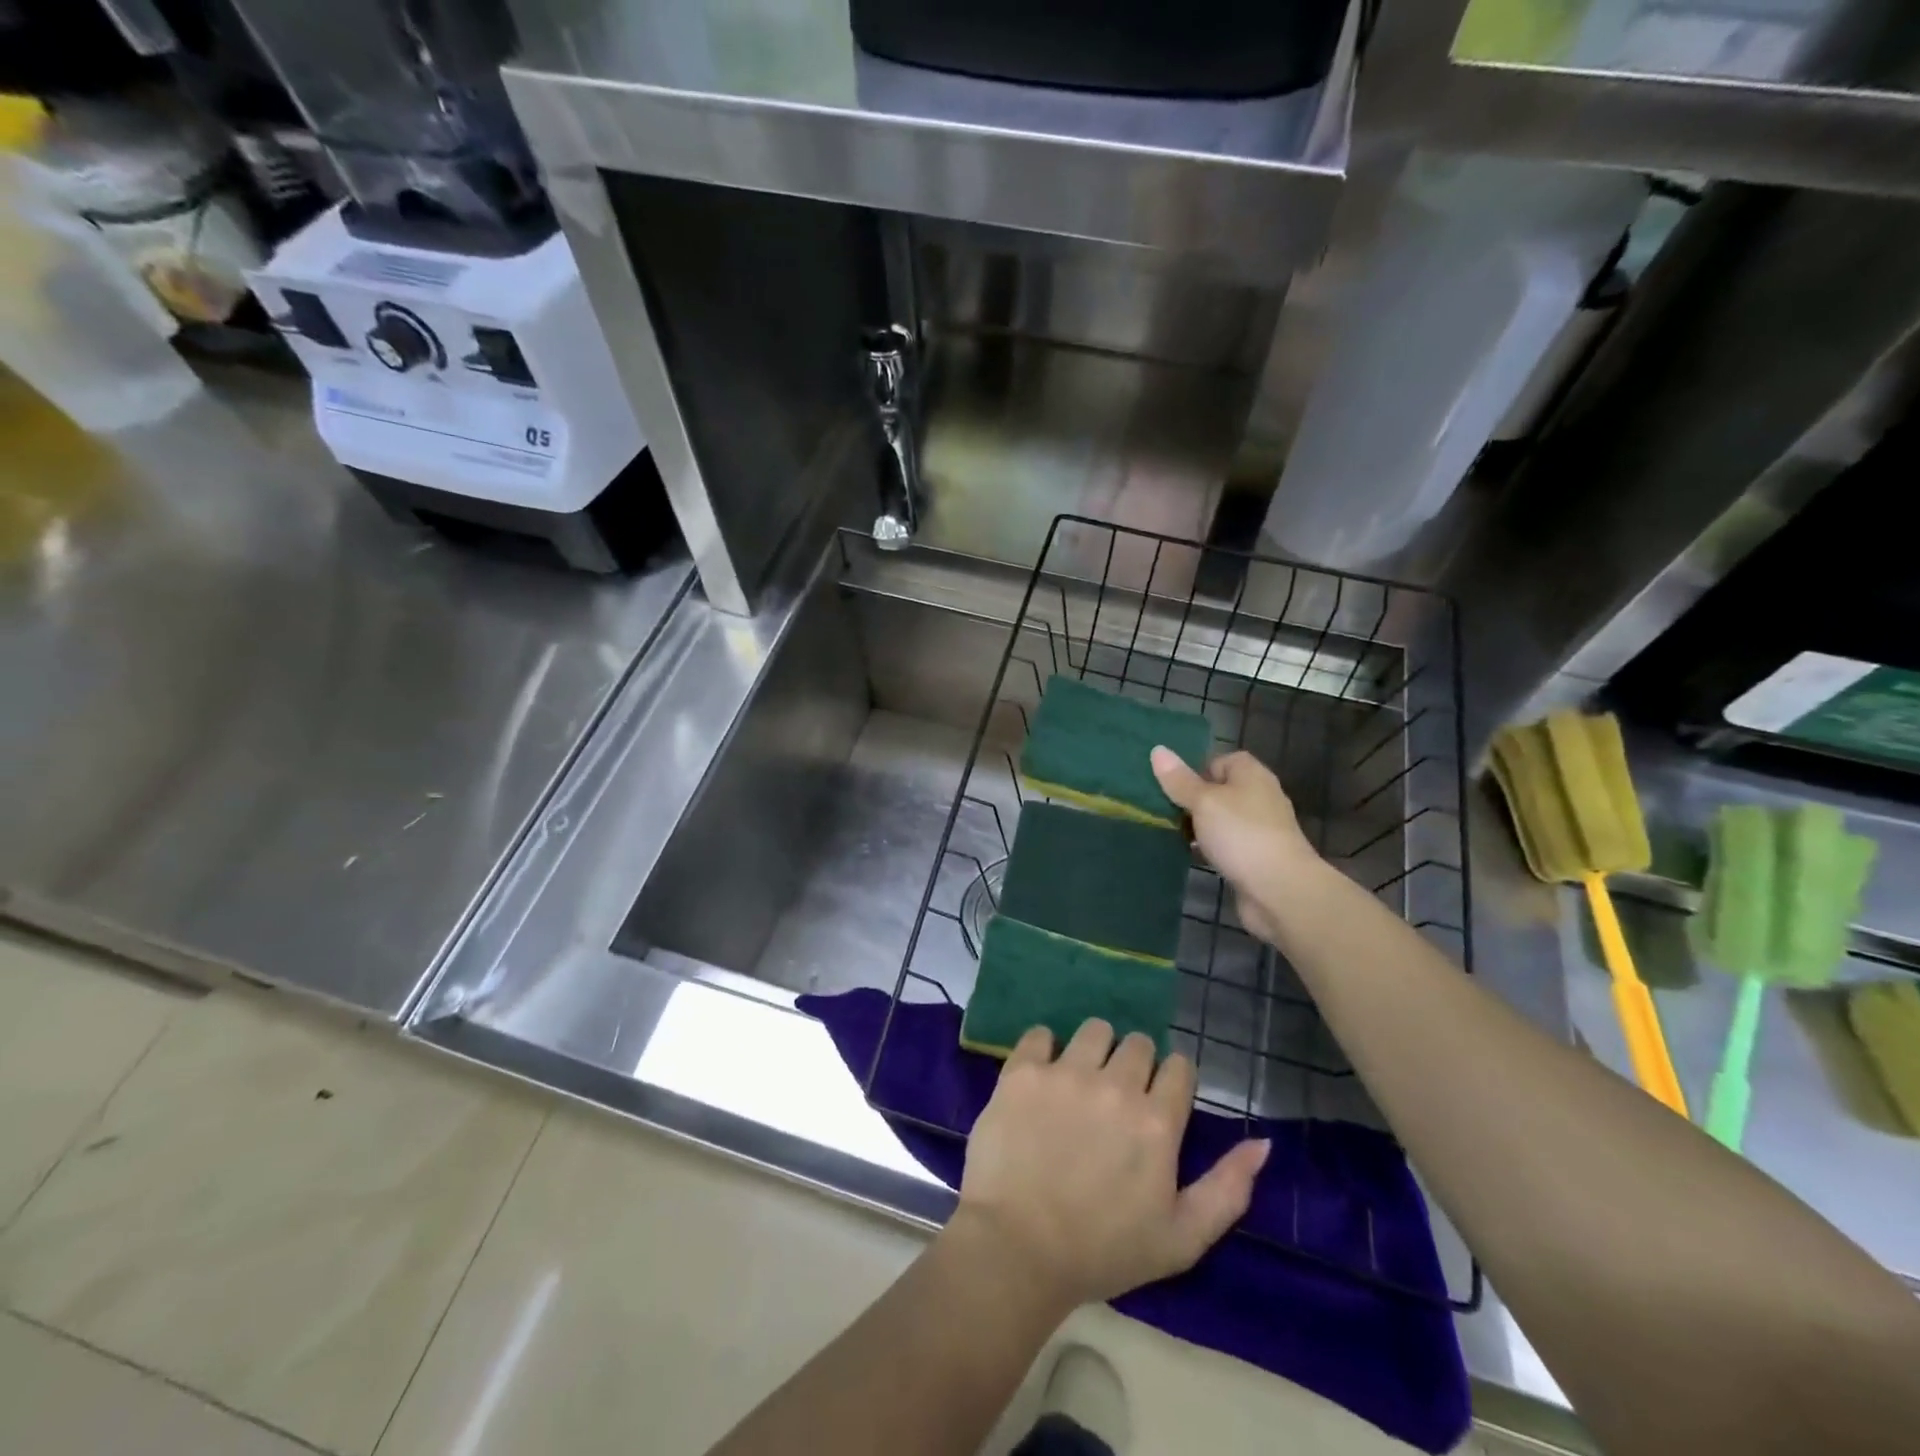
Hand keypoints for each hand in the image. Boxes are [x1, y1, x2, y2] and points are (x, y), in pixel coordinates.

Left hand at [953, 1019, 1270, 1314]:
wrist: (1017, 1249)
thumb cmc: (1104, 1251)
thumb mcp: (1182, 1239)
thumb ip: (1228, 1189)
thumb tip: (1263, 1143)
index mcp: (1157, 1122)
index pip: (1179, 1067)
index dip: (1171, 1081)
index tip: (1157, 1101)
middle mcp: (1115, 1085)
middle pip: (1138, 1044)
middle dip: (1134, 1065)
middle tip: (1115, 1099)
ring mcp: (1066, 1073)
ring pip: (1094, 1030)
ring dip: (1094, 1050)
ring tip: (1080, 1083)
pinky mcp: (1023, 1071)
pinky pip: (1040, 1034)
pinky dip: (1044, 1049)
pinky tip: (1042, 1079)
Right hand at [1151, 747, 1320, 944]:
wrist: (1280, 891)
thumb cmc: (1242, 835)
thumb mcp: (1204, 802)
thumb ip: (1180, 780)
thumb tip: (1158, 750)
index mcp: (1251, 775)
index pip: (1220, 760)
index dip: (1195, 770)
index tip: (1171, 786)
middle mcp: (1258, 798)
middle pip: (1218, 791)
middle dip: (1191, 800)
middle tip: (1161, 810)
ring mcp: (1258, 830)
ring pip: (1219, 820)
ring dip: (1197, 827)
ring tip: (1167, 832)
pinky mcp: (1255, 858)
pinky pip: (1225, 846)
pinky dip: (1208, 849)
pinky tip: (1188, 855)